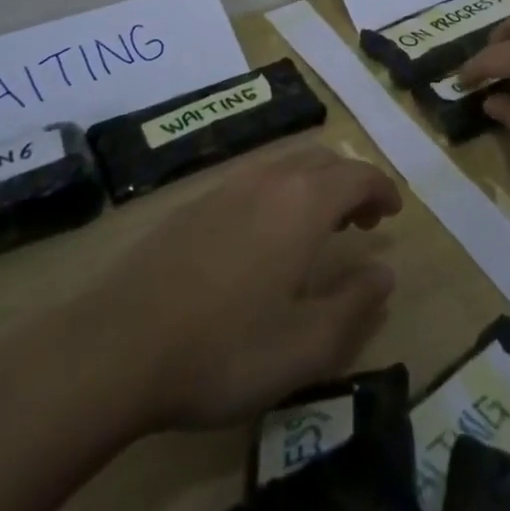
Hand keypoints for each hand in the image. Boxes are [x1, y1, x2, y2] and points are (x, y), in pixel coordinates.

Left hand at [94, 147, 401, 431]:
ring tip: (316, 229)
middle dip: (350, 183)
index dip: (381, 188)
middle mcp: (268, 179)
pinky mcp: (193, 203)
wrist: (116, 347)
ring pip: (285, 165)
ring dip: (313, 186)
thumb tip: (385, 273)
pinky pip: (253, 180)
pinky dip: (278, 194)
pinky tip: (262, 239)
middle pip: (323, 160)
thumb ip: (354, 306)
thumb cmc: (223, 350)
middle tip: (360, 222)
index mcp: (303, 203)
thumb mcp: (304, 347)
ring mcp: (226, 187)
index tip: (393, 213)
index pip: (358, 174)